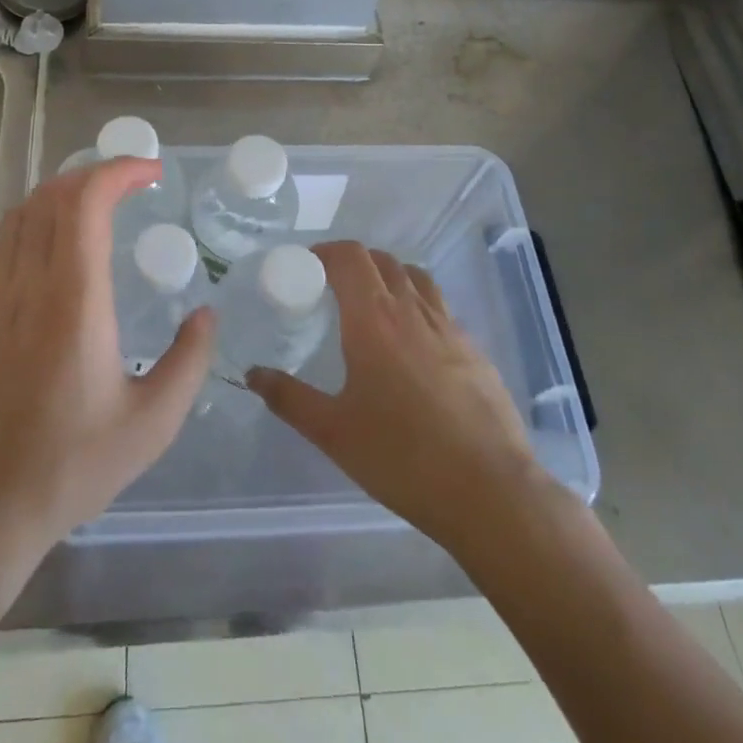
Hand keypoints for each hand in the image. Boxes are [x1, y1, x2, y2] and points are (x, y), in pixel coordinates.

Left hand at [0, 158, 215, 550]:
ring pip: (23, 214)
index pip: (86, 204)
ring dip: (62, 190)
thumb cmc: (75, 462)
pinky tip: (53, 236)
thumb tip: (206, 315)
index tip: (153, 172)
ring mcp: (2, 299)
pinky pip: (5, 243)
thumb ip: (189, 360)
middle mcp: (33, 285)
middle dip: (95, 172)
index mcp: (75, 300)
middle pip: (52, 197)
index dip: (119, 172)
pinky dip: (34, 217)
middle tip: (134, 181)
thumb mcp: (154, 421)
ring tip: (99, 198)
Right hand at [247, 242, 551, 558]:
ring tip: (372, 306)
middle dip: (354, 261)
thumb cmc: (401, 457)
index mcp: (374, 320)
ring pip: (417, 279)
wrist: (489, 491)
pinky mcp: (476, 351)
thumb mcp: (333, 432)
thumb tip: (253, 374)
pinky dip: (418, 307)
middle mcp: (413, 311)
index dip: (325, 251)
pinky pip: (440, 309)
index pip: (350, 257)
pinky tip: (412, 346)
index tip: (306, 266)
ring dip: (390, 277)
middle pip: (383, 261)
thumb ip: (289, 397)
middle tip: (332, 287)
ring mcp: (450, 329)